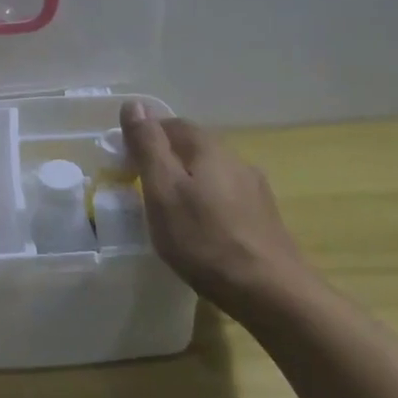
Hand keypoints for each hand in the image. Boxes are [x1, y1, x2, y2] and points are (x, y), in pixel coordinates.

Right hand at [120, 101, 308, 309]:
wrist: (272, 293)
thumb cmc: (205, 240)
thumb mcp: (163, 191)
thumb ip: (148, 146)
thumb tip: (134, 103)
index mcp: (209, 147)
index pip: (171, 124)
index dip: (145, 136)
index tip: (125, 162)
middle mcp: (235, 159)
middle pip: (192, 148)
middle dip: (166, 160)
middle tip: (141, 188)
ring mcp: (255, 189)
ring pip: (211, 174)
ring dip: (188, 184)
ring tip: (169, 212)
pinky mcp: (264, 218)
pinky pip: (226, 199)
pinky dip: (207, 206)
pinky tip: (201, 231)